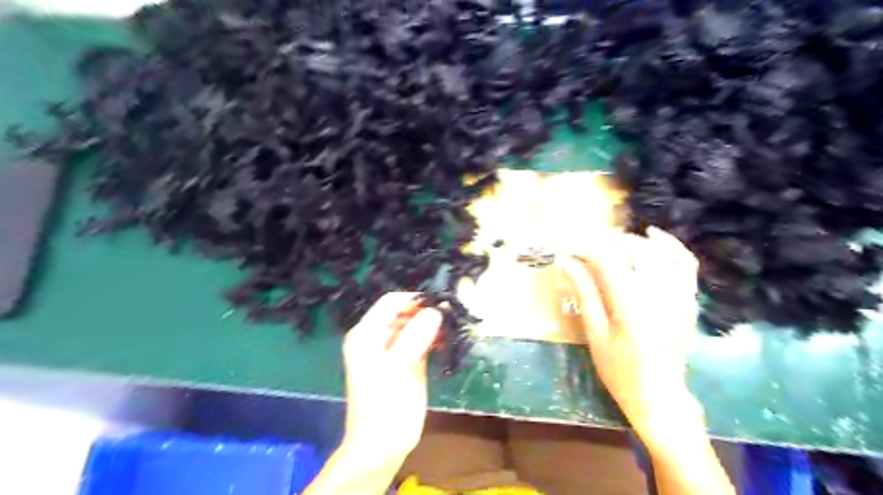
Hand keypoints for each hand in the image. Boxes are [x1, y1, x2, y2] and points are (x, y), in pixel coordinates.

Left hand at [340, 293, 439, 460]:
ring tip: (451, 328)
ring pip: (414, 325)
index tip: (440, 305)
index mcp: (367, 333)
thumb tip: (435, 311)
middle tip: (450, 316)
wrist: (381, 446)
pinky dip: (432, 338)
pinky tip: (445, 341)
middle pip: (404, 312)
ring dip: (432, 324)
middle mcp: (377, 336)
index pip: (392, 302)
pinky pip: (419, 340)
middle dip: (426, 311)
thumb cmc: (384, 406)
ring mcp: (391, 349)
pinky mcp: (405, 361)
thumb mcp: (398, 367)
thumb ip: (415, 336)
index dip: (415, 300)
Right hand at [565, 228, 703, 439]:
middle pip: (635, 250)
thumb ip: (585, 294)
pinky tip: (654, 238)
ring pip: (660, 251)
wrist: (660, 396)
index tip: (568, 247)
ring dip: (634, 241)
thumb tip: (567, 263)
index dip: (586, 249)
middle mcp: (660, 293)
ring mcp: (680, 295)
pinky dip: (670, 246)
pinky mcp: (689, 299)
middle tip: (586, 246)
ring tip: (613, 240)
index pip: (608, 261)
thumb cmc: (620, 370)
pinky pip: (685, 262)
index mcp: (632, 305)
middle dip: (608, 242)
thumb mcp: (595, 334)